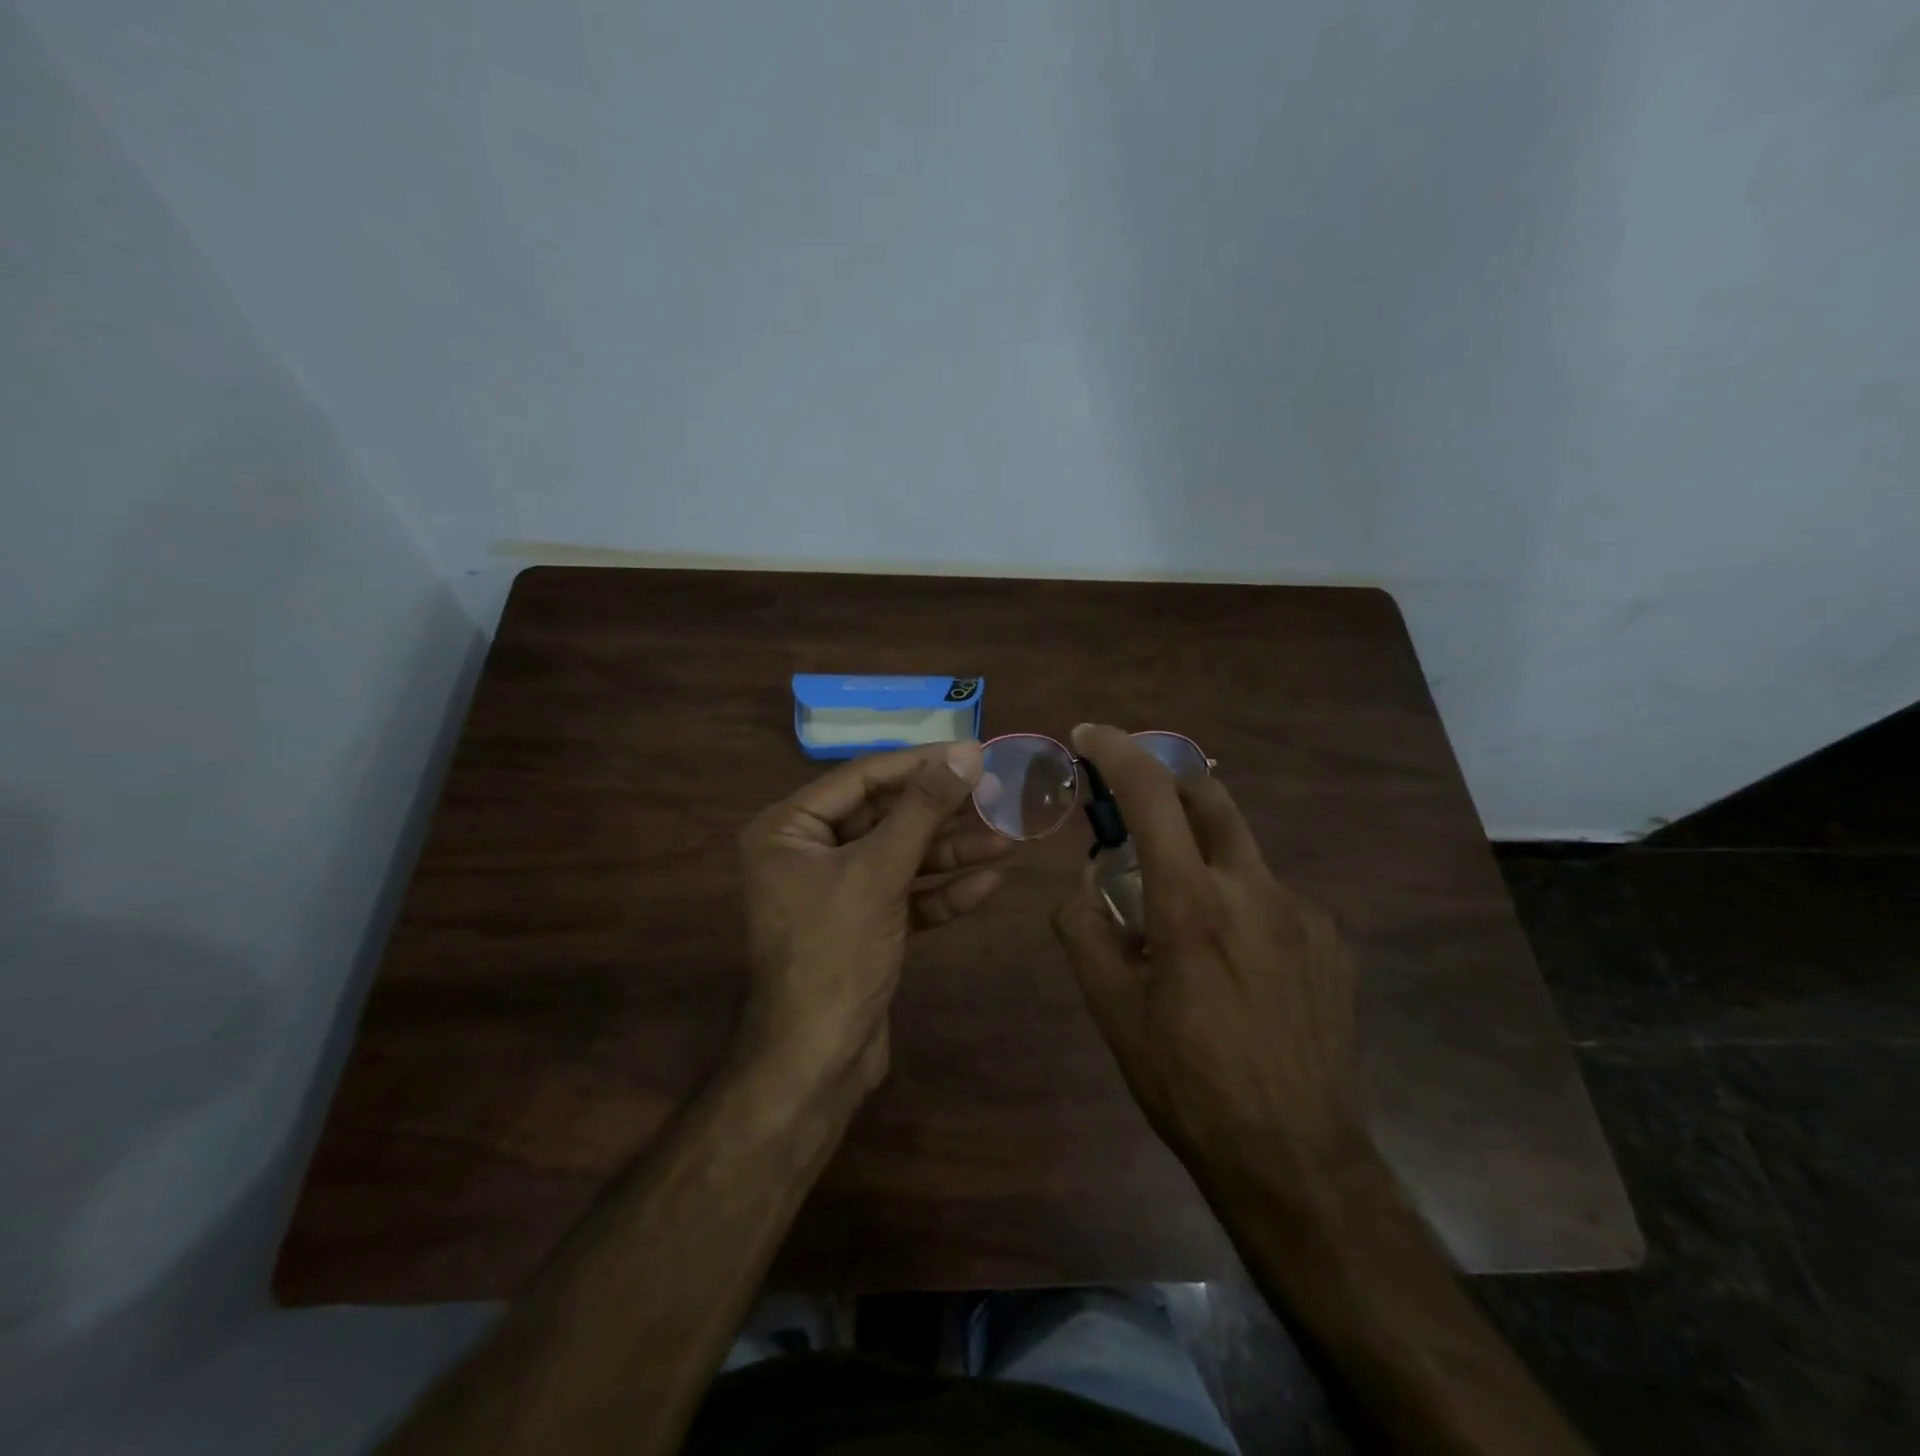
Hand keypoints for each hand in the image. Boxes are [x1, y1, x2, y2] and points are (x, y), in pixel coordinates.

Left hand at [737, 742, 1011, 1091]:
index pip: (862, 778)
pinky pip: (905, 896)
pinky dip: (942, 892)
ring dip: (951, 852)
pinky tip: (989, 884)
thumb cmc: (835, 953)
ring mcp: (836, 892)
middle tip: (996, 794)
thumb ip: (922, 809)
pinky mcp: (862, 926)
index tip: (973, 753)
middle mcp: (807, 853)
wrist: (818, 1062)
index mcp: (788, 829)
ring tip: (1006, 839)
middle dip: (941, 813)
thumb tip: (966, 752)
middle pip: (885, 817)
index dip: (920, 764)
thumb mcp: (878, 872)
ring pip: (900, 858)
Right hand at [1051, 724, 1361, 1187]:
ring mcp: (1303, 912)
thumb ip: (1083, 931)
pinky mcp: (1332, 939)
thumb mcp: (1111, 1010)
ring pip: (1239, 853)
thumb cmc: (1187, 1082)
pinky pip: (1271, 896)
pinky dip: (1238, 901)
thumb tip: (1083, 887)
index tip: (1089, 735)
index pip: (1151, 796)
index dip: (1117, 751)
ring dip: (1199, 857)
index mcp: (1192, 904)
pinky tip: (1235, 963)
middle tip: (1133, 807)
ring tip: (1182, 922)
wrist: (1294, 1156)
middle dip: (1165, 781)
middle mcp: (1255, 890)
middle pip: (1209, 796)